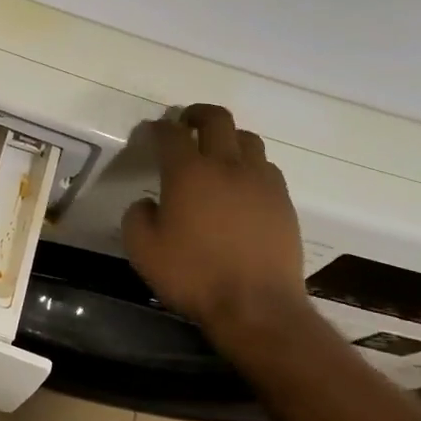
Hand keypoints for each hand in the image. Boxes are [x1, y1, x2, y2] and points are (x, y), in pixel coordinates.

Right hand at [121, 105, 309, 331]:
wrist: (256, 306)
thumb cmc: (193, 276)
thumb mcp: (143, 251)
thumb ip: (137, 217)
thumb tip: (147, 203)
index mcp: (188, 172)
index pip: (171, 134)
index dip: (158, 128)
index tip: (150, 132)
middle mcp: (227, 165)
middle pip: (216, 119)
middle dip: (197, 114)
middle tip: (185, 122)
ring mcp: (261, 181)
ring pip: (247, 139)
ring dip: (228, 137)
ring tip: (217, 152)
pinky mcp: (284, 201)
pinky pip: (266, 167)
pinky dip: (250, 165)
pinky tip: (242, 185)